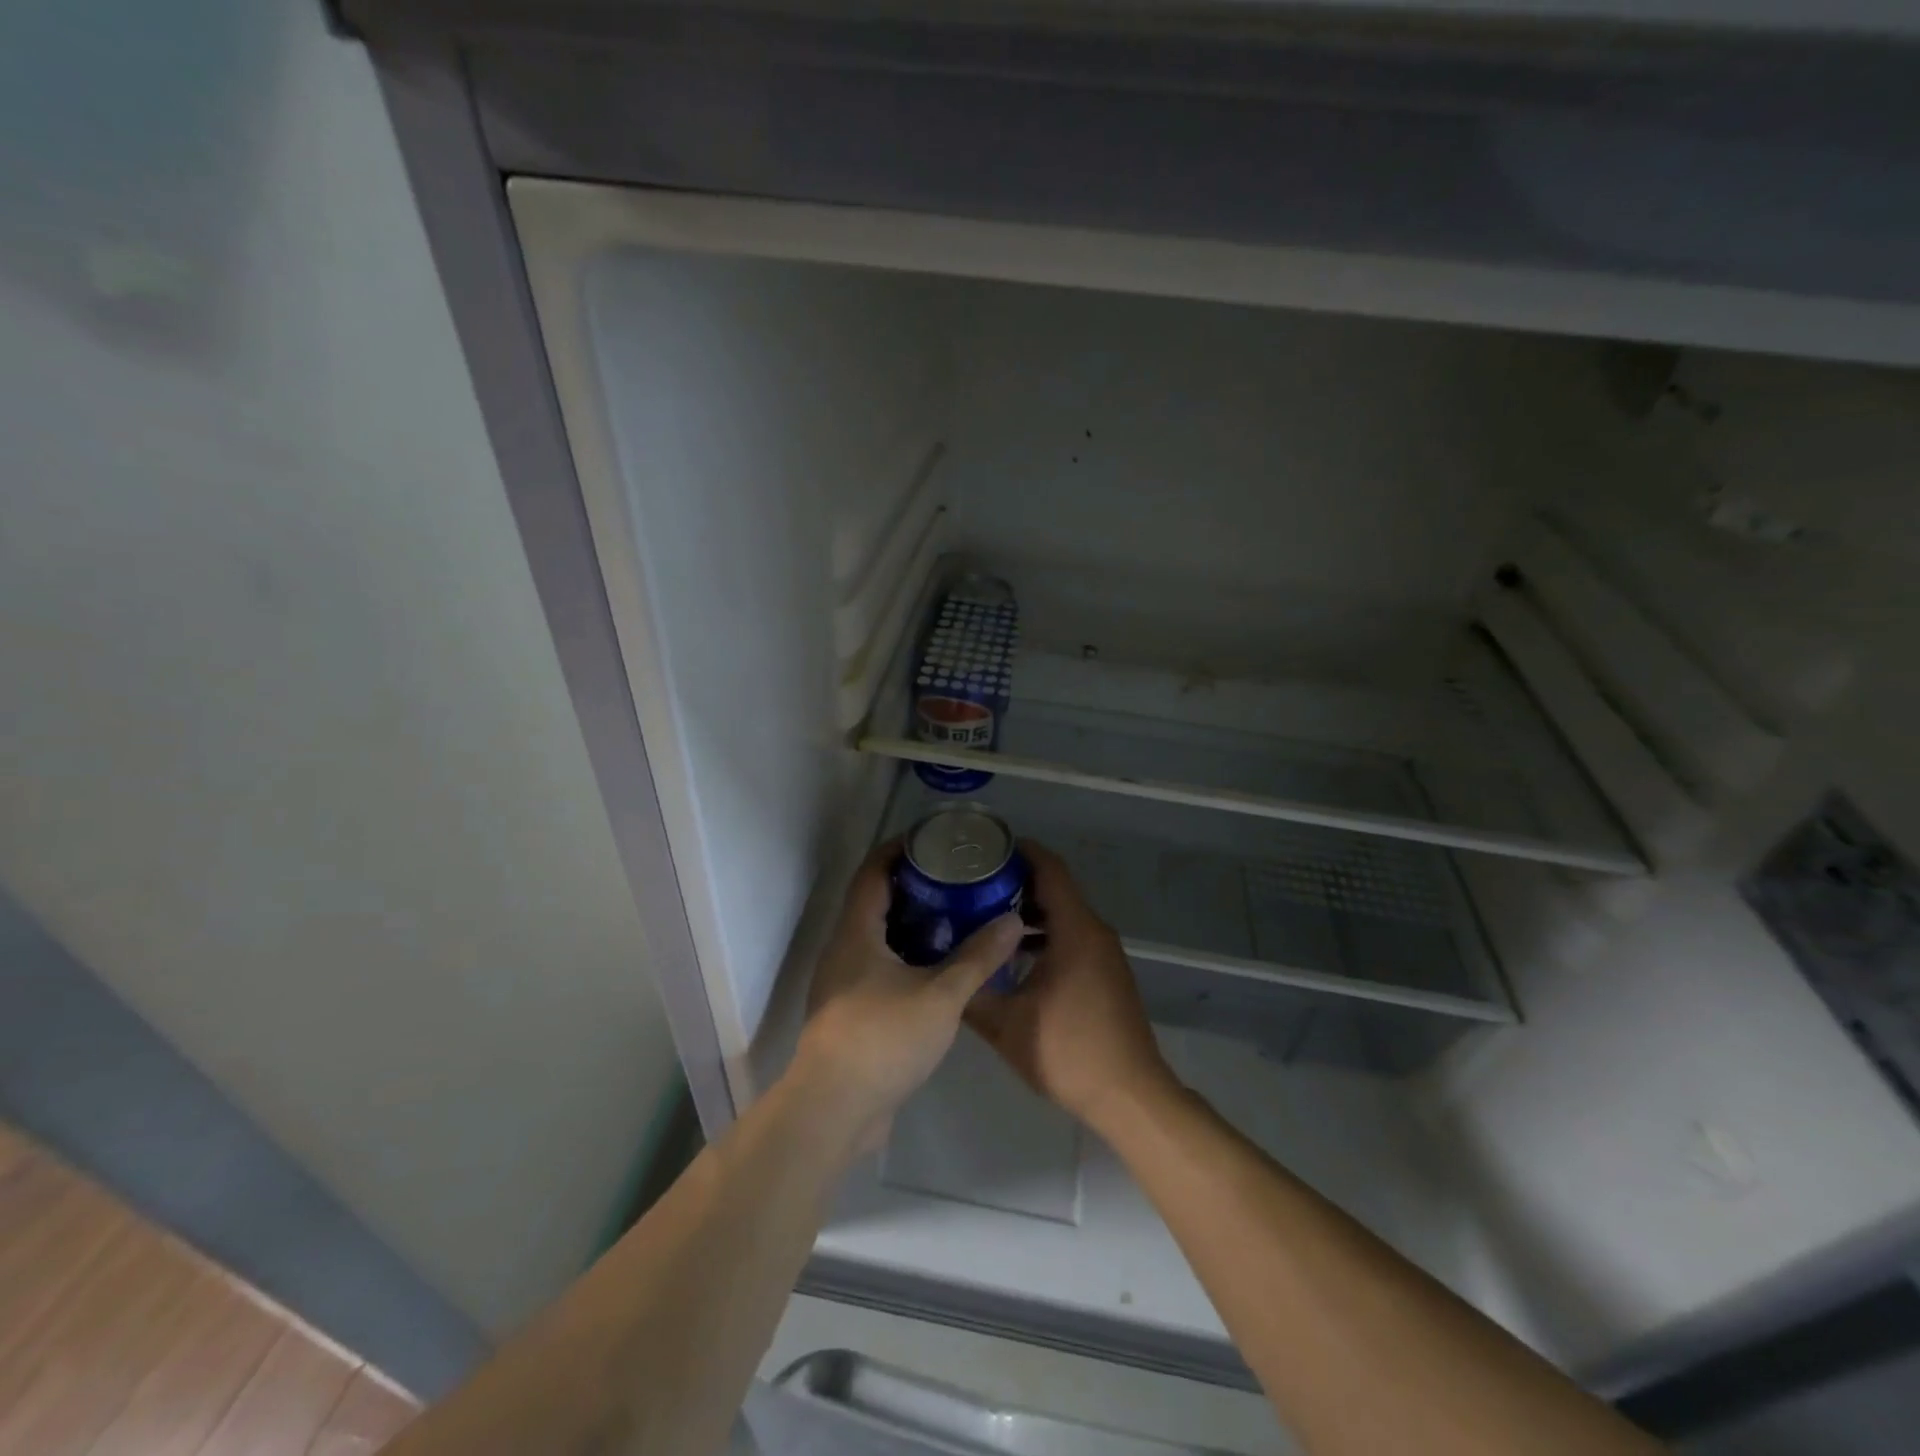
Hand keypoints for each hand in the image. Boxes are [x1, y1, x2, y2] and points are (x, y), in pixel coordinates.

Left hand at [793, 841, 1027, 1156]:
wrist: (835, 1110)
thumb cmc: (883, 1039)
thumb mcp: (941, 995)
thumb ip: (978, 957)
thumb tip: (1012, 920)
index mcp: (856, 933)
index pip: (873, 872)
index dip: (898, 850)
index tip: (932, 840)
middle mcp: (843, 950)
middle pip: (875, 902)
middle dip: (913, 887)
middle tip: (956, 880)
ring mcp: (844, 984)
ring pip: (879, 939)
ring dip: (912, 926)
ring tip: (956, 919)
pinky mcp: (851, 1013)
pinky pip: (881, 969)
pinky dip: (908, 958)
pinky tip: (941, 970)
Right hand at [966, 842, 1176, 1133]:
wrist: (1129, 1096)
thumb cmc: (1068, 1052)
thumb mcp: (1006, 1025)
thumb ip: (971, 993)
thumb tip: (940, 973)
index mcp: (1075, 930)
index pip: (1050, 870)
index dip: (1021, 852)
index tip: (987, 848)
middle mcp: (1094, 932)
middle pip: (1056, 889)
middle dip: (1016, 883)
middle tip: (973, 884)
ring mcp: (1104, 954)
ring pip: (1064, 916)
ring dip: (1029, 912)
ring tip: (985, 917)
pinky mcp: (1106, 974)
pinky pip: (1073, 937)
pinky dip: (1045, 935)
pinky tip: (1014, 957)